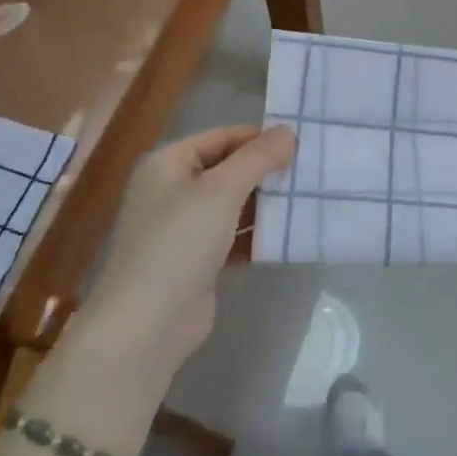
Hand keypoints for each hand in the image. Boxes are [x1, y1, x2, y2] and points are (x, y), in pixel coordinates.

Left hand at [80, 125, 294, 379]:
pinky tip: (288, 236)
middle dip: (265, 171)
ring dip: (264, 204)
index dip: (258, 137)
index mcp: (168, 164)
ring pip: (232, 205)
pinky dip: (256, 236)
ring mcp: (183, 229)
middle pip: (226, 170)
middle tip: (309, 171)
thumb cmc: (179, 242)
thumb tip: (287, 131)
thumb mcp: (221, 191)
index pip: (220, 137)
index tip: (300, 142)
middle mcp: (172, 191)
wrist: (147, 324)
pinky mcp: (197, 262)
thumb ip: (257, 158)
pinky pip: (232, 238)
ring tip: (306, 199)